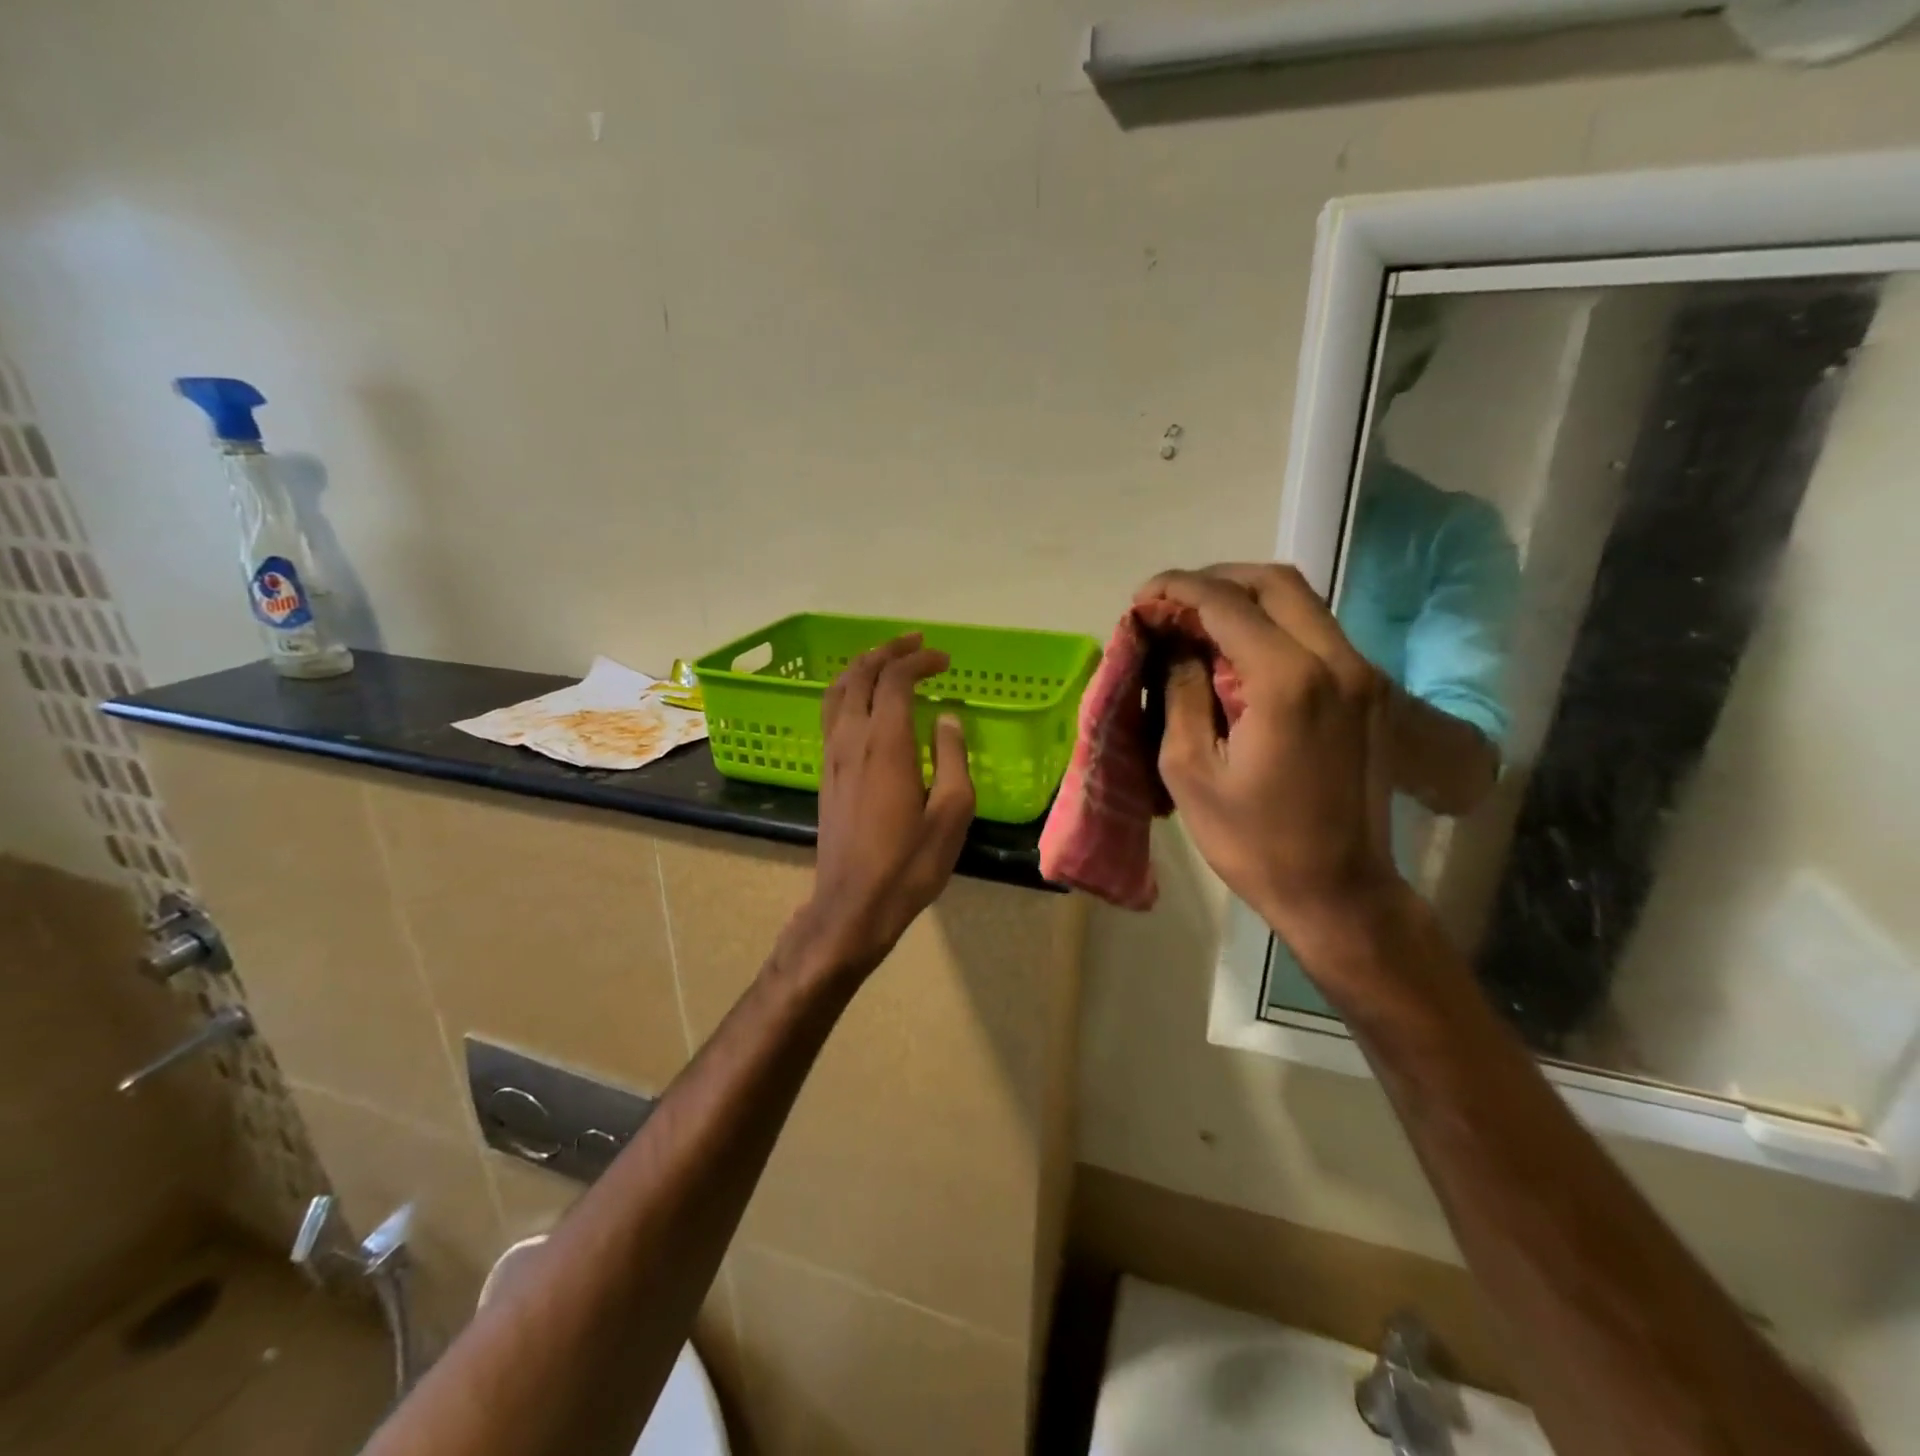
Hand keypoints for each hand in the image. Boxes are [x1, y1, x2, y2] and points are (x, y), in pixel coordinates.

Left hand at [783, 634, 974, 983]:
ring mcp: (832, 755)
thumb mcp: (951, 814)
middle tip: (915, 643)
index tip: (944, 661)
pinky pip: (831, 713)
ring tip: (887, 660)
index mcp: (886, 744)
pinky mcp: (825, 773)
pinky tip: (863, 701)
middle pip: (860, 675)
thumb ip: (953, 758)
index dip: (919, 661)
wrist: (852, 905)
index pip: (896, 680)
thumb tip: (947, 719)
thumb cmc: (909, 864)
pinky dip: (848, 691)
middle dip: (887, 651)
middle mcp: (852, 739)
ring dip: (862, 667)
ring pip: (837, 691)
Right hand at [1138, 563, 1401, 945]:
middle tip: (1171, 605)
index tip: (1141, 600)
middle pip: (1274, 582)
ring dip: (1245, 601)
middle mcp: (1336, 661)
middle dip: (1214, 582)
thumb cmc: (1254, 842)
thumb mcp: (1191, 770)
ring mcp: (1363, 674)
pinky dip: (1272, 626)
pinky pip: (1317, 633)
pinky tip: (1238, 655)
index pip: (1226, 604)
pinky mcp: (1370, 693)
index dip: (1176, 590)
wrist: (1341, 893)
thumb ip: (1181, 692)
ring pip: (1301, 602)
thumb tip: (1174, 644)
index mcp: (1289, 680)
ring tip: (1197, 625)